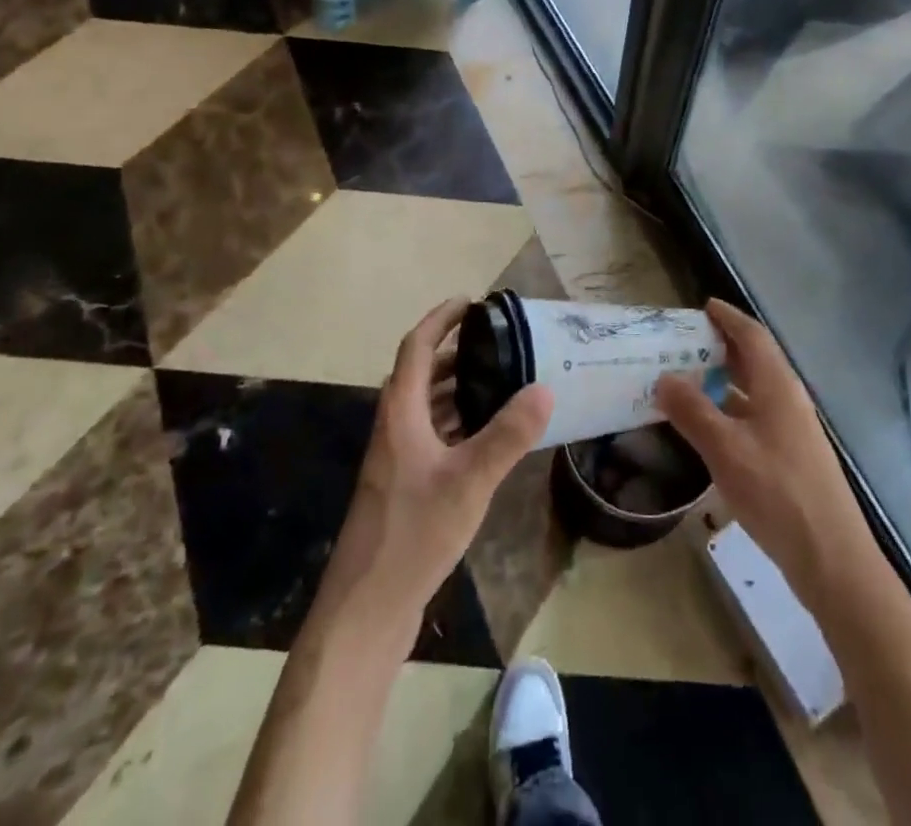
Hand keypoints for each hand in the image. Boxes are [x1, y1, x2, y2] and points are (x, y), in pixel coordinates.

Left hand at [308, 297, 552, 657]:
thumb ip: (507, 435)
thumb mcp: (468, 481)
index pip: (416, 347)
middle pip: (420, 374)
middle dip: (454, 352)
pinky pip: (432, 435)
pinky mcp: (405, 487)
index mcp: (400, 414)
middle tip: (498, 343)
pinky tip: (486, 435)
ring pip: (426, 406)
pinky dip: (457, 422)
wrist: (366, 609)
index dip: (440, 319)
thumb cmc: (412, 534)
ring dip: (456, 387)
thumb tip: (544, 387)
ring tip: (499, 380)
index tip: (472, 302)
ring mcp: (397, 460)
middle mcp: (394, 429)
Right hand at [656, 299, 873, 607]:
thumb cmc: (777, 492)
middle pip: (755, 360)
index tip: (704, 305)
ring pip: (754, 391)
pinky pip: (755, 417)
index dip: (728, 318)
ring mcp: (793, 430)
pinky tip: (709, 428)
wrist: (831, 558)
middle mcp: (788, 399)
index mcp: (778, 385)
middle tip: (684, 342)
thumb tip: (663, 377)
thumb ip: (692, 411)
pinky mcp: (791, 457)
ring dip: (724, 381)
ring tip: (688, 380)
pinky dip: (730, 410)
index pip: (753, 335)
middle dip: (722, 346)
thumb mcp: (725, 449)